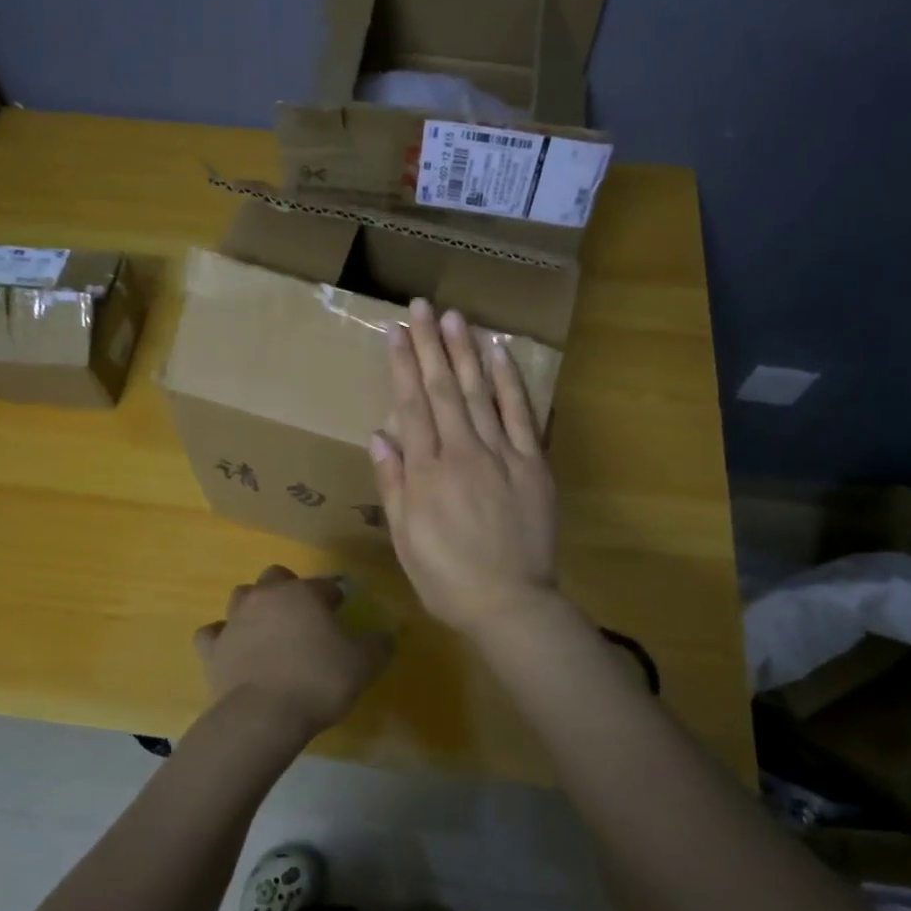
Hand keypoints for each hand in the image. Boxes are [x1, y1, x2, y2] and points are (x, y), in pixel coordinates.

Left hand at [193, 566, 392, 744]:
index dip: (335, 598)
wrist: (263, 716)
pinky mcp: (211, 648)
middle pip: (276, 577)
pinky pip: (212, 633)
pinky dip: (222, 638)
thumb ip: (379, 645)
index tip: (342, 614)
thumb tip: (386, 635)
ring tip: (268, 631)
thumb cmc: (318, 681)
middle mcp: (266, 596)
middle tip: (302, 618)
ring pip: (242, 596)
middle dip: (289, 590)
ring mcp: (234, 619)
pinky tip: (232, 650)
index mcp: (303, 593)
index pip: (325, 585)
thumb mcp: (364, 664)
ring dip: (255, 607)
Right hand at [369, 298, 560, 641]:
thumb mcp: (404, 538)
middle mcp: (460, 452)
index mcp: (425, 471)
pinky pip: (520, 414)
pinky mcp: (532, 463)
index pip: (411, 406)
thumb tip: (378, 434)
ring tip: (454, 316)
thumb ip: (392, 483)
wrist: (509, 604)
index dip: (402, 366)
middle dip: (430, 344)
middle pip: (442, 389)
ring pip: (478, 393)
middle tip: (422, 306)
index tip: (396, 332)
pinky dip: (509, 381)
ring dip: (465, 352)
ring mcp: (500, 454)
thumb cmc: (446, 577)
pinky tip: (499, 353)